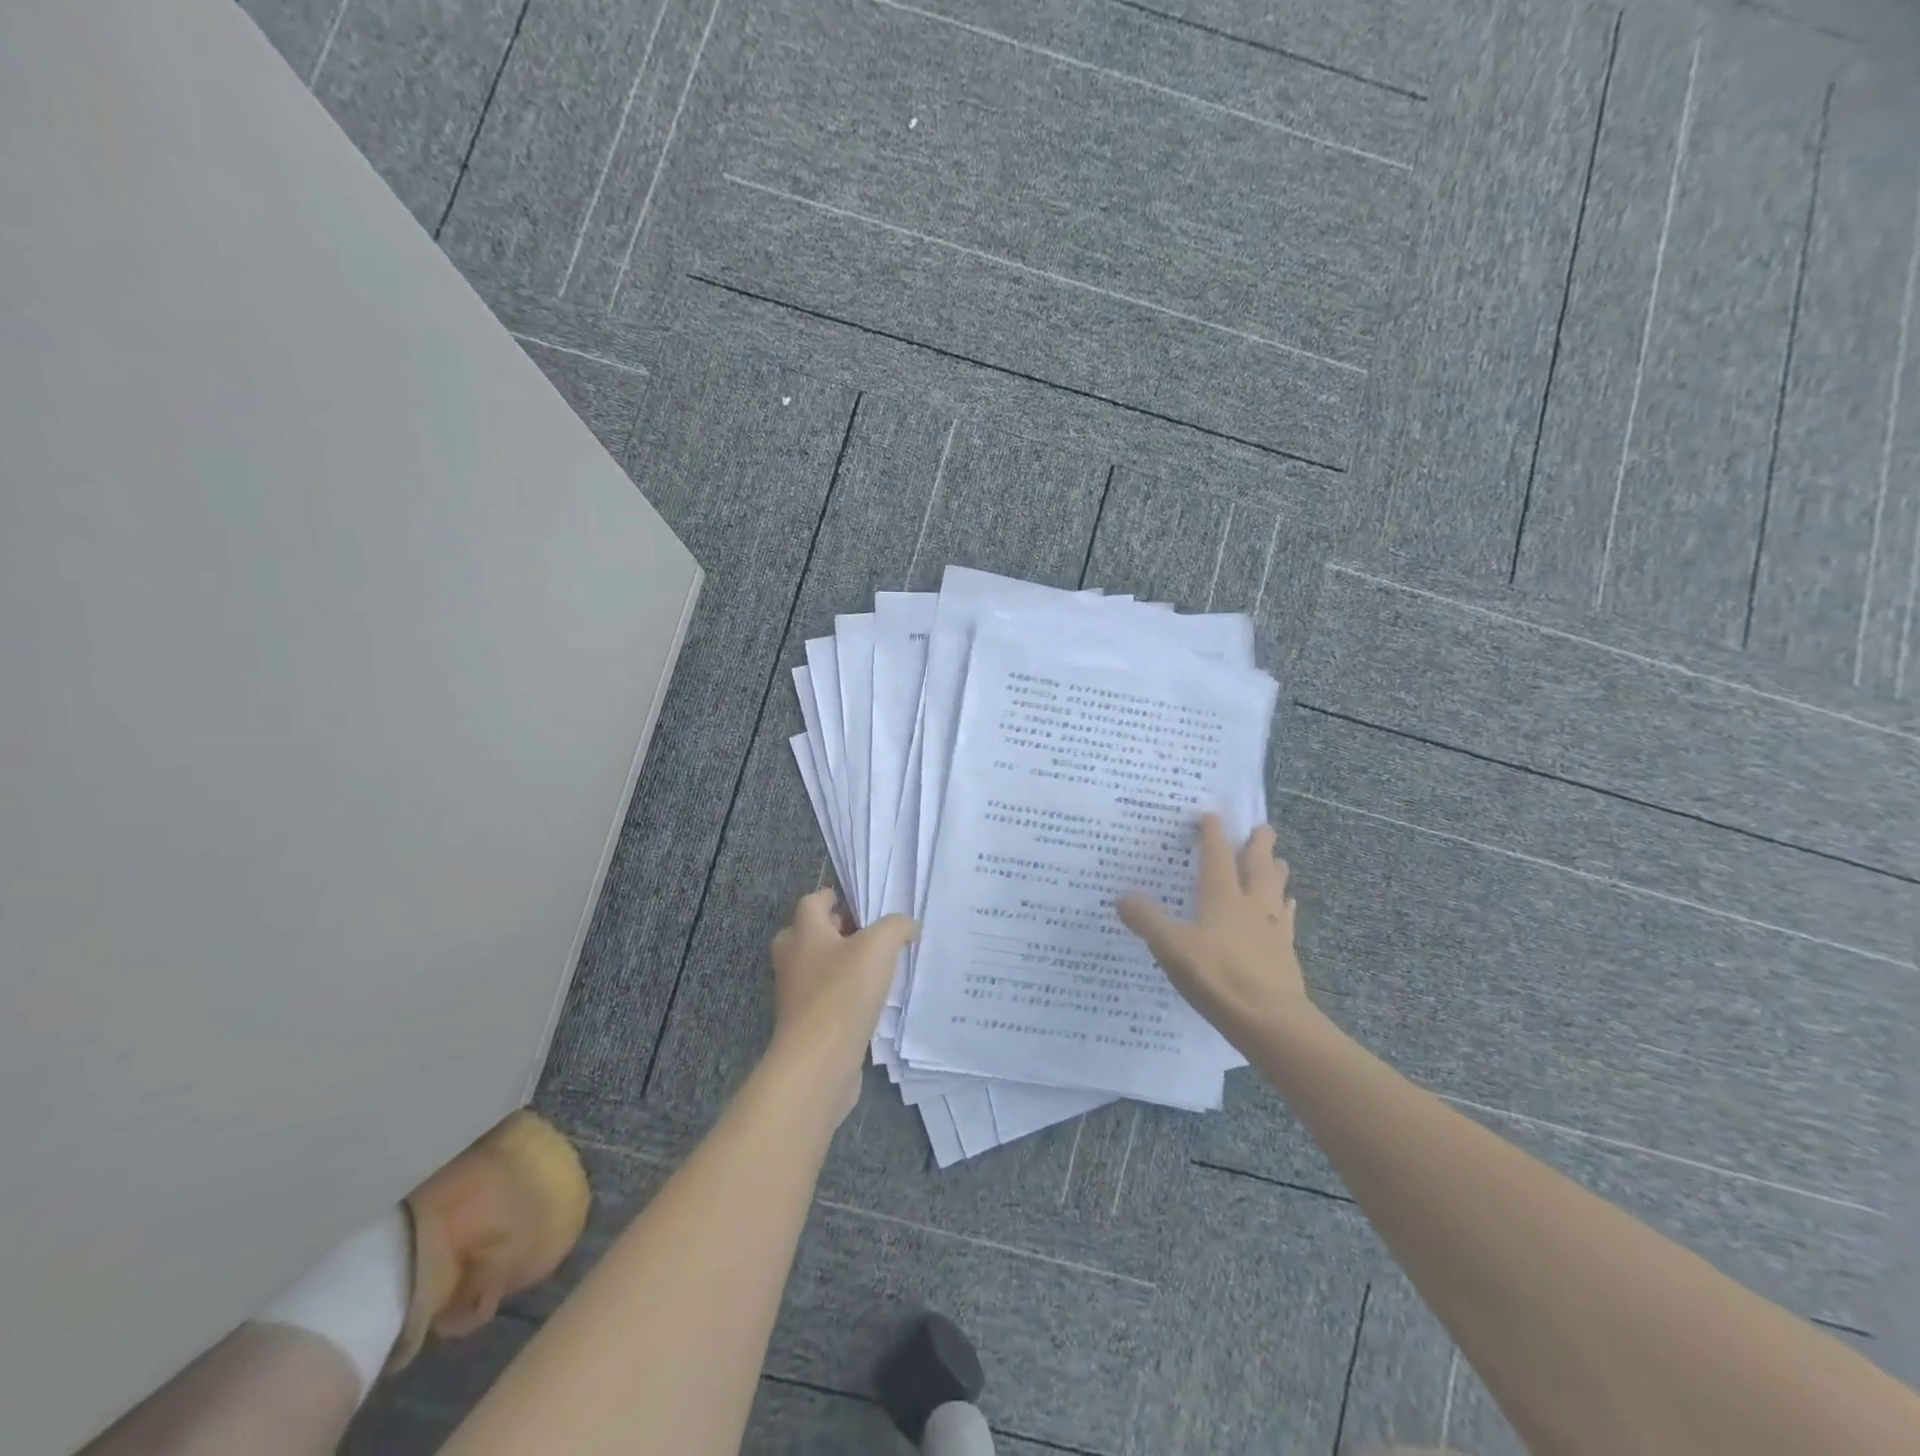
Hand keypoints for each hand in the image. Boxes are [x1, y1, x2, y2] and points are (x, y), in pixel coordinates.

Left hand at [768, 888, 916, 1118]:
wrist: (818, 1061)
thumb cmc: (843, 992)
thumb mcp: (878, 946)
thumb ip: (896, 927)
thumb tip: (908, 926)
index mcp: (803, 932)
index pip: (812, 902)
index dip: (833, 897)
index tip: (857, 902)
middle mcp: (792, 958)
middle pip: (809, 933)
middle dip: (835, 931)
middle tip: (867, 934)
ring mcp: (795, 993)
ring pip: (816, 967)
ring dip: (840, 964)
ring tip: (876, 967)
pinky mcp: (805, 1023)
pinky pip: (824, 997)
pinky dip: (842, 994)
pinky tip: (870, 1001)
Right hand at [1118, 815, 1309, 1047]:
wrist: (1270, 1021)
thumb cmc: (1217, 977)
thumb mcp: (1171, 948)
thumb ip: (1147, 921)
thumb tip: (1121, 897)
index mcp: (1222, 898)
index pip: (1216, 857)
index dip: (1212, 834)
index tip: (1211, 814)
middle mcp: (1251, 906)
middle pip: (1257, 867)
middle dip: (1259, 845)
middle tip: (1263, 827)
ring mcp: (1273, 930)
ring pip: (1276, 891)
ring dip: (1276, 872)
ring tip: (1280, 861)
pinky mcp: (1285, 955)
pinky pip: (1287, 922)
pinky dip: (1287, 909)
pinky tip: (1289, 908)